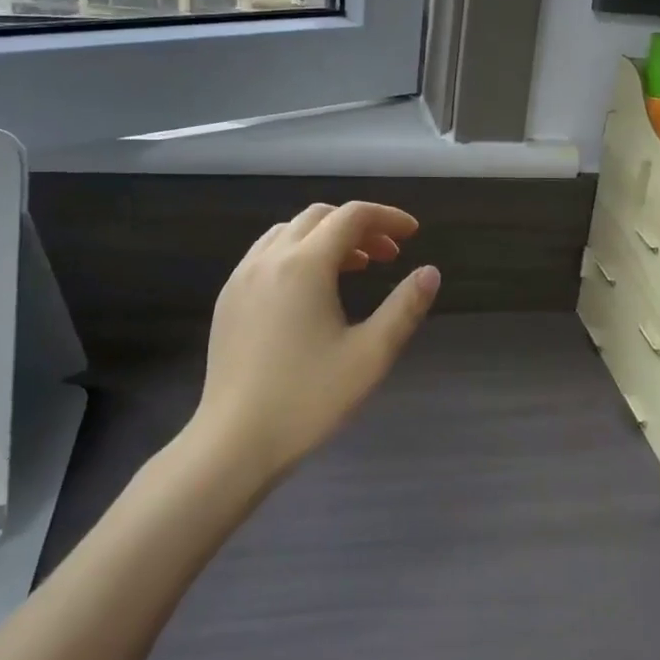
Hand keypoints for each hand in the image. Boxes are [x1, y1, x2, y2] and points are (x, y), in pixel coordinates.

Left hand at [192, 201, 440, 481]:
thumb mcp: (370, 355)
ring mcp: (242, 276)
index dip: (387, 217)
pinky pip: (267, 253)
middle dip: (359, 226)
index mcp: (305, 265)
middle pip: (320, 216)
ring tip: (354, 266)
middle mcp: (270, 258)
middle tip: (388, 255)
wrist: (234, 443)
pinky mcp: (228, 298)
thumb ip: (404, 308)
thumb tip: (431, 272)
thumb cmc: (308, 399)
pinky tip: (311, 289)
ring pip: (290, 231)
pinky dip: (298, 251)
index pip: (352, 216)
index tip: (413, 234)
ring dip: (327, 236)